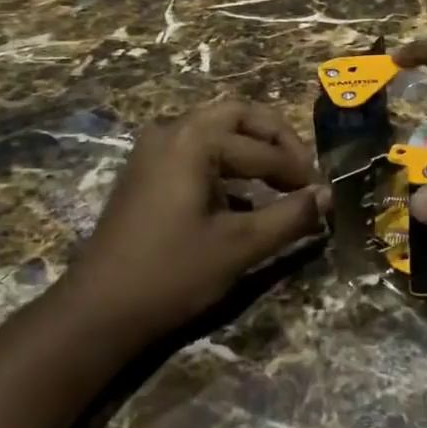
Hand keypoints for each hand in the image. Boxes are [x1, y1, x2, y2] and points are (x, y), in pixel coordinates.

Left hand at [65, 101, 326, 342]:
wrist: (97, 311)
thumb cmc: (172, 274)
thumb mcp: (240, 247)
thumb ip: (290, 216)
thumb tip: (329, 197)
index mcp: (194, 139)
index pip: (263, 146)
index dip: (299, 169)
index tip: (324, 192)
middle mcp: (172, 129)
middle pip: (240, 116)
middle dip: (277, 142)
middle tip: (304, 174)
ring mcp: (154, 147)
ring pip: (218, 130)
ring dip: (253, 151)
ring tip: (282, 184)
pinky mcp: (147, 169)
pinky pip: (197, 150)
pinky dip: (227, 164)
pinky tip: (245, 199)